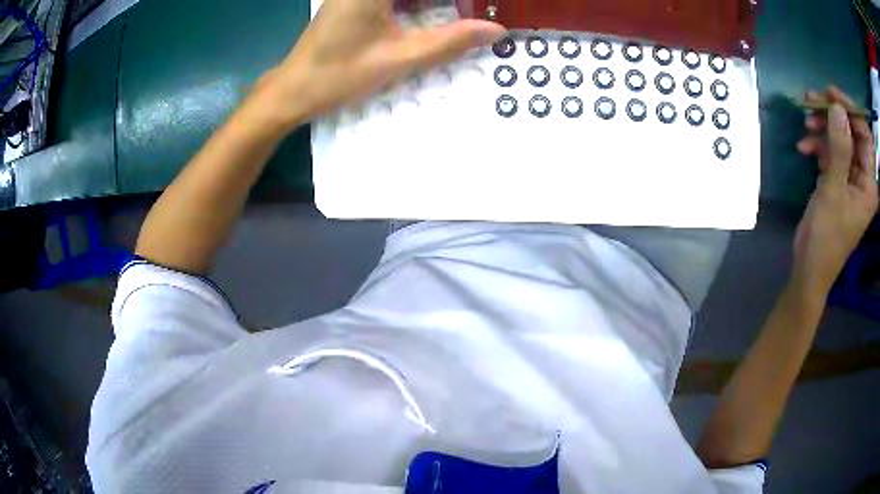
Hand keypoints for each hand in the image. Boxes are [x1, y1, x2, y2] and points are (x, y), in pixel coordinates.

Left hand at [256, 0, 504, 127]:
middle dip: (446, 4)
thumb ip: (450, 41)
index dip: (457, 1)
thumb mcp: (399, 58)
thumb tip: (497, 31)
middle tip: (473, 12)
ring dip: (431, 4)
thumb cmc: (340, 75)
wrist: (294, 90)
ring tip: (459, 14)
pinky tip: (427, 14)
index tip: (479, 8)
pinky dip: (414, 4)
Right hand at [795, 86, 878, 296]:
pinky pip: (831, 153)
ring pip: (840, 139)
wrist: (809, 268)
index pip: (866, 135)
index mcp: (869, 184)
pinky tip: (803, 146)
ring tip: (805, 120)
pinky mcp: (838, 181)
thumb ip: (839, 148)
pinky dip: (818, 145)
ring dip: (823, 127)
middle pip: (852, 133)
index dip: (851, 111)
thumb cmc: (826, 236)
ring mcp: (850, 179)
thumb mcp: (833, 190)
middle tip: (812, 99)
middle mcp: (863, 178)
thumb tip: (838, 107)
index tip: (831, 94)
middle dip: (833, 114)